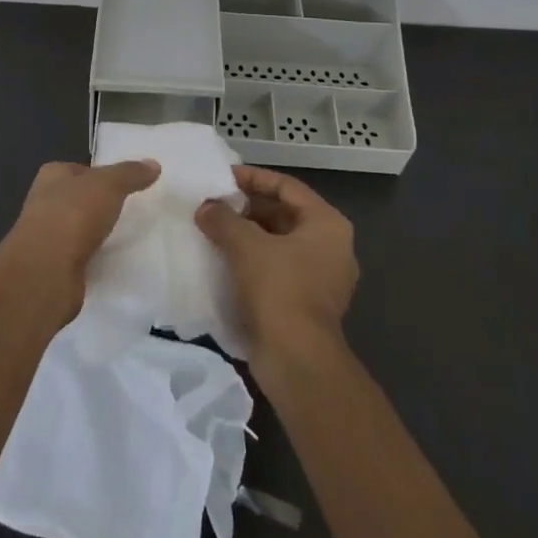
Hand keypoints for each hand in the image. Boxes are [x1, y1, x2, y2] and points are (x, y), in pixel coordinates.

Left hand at [0, 159, 159, 313]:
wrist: (46, 271)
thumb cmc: (73, 214)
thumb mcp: (108, 185)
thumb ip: (130, 173)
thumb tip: (154, 164)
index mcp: (52, 176)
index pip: (78, 169)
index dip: (99, 174)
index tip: (123, 185)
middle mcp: (44, 202)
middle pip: (77, 199)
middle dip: (97, 205)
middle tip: (128, 210)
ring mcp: (46, 237)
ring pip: (77, 229)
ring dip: (95, 233)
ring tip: (124, 236)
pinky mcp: (53, 267)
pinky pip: (78, 257)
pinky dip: (92, 258)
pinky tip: (111, 261)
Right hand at [197, 164, 357, 358]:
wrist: (297, 361)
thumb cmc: (279, 289)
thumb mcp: (245, 244)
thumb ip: (223, 218)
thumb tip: (206, 208)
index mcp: (327, 224)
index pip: (286, 187)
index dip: (253, 178)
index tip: (223, 177)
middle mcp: (331, 247)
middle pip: (284, 213)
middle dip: (247, 208)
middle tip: (214, 203)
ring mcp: (322, 278)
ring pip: (278, 242)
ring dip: (247, 234)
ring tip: (213, 228)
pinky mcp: (307, 303)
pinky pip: (277, 268)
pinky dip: (252, 260)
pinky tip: (223, 258)